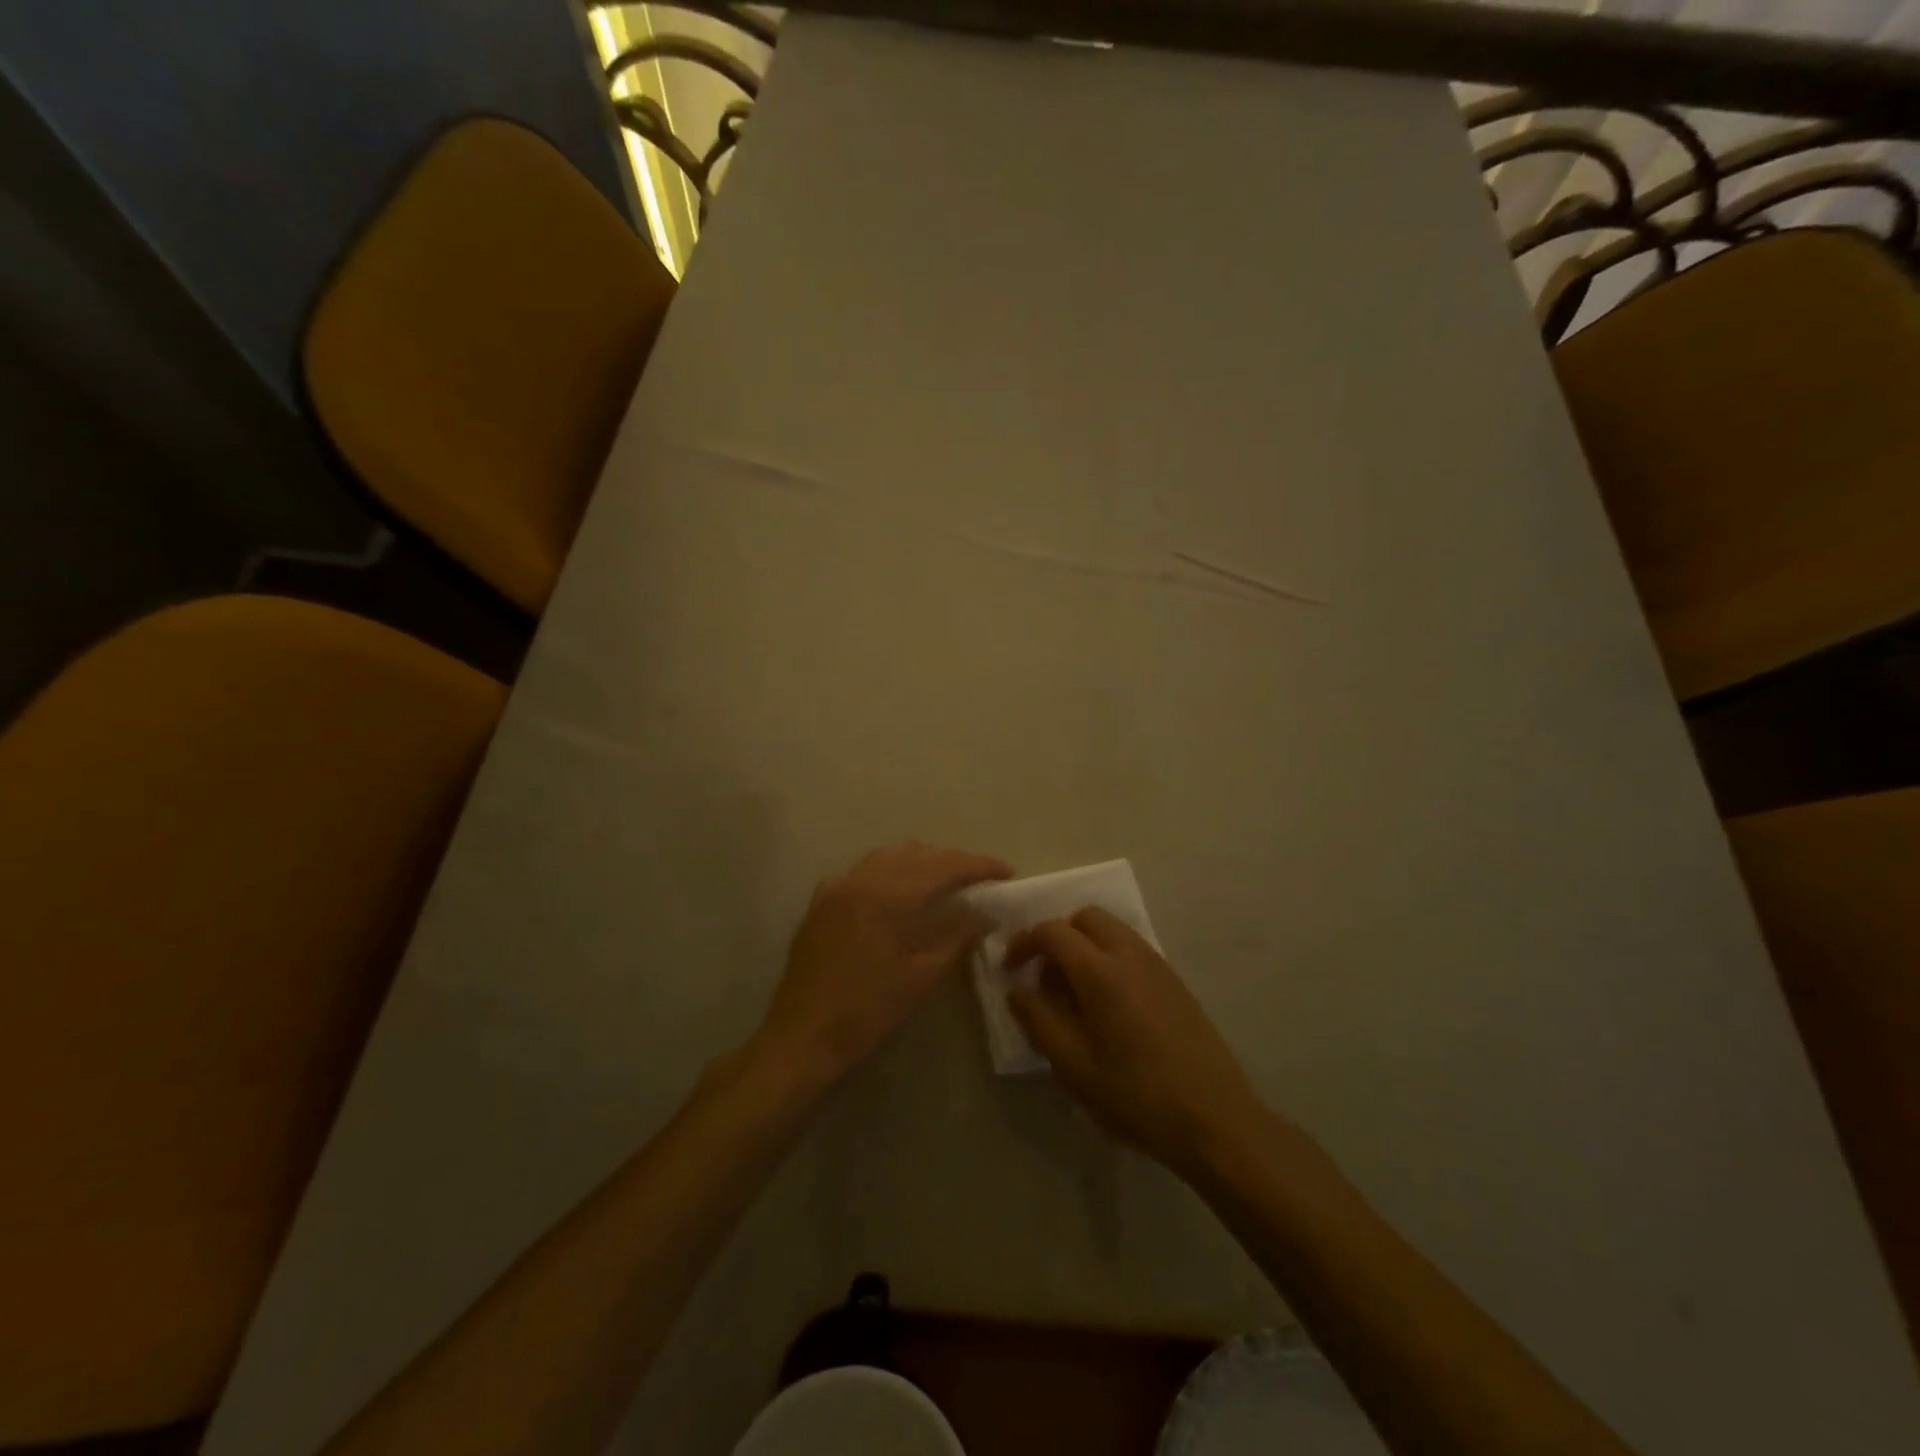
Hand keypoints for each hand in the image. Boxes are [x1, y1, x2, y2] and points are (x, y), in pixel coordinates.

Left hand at [755, 842, 1012, 1084]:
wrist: (803, 1036)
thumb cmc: (869, 1010)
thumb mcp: (923, 976)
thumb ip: (958, 937)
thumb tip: (985, 914)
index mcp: (891, 894)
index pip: (946, 865)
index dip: (980, 865)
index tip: (1007, 871)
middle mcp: (863, 879)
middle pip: (918, 854)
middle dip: (952, 862)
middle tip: (979, 879)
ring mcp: (837, 887)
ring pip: (888, 857)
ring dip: (920, 862)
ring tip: (944, 881)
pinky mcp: (821, 902)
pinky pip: (862, 873)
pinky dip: (887, 873)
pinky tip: (896, 894)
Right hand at [1006, 908, 1269, 1174]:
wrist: (1215, 1119)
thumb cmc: (1136, 1096)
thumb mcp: (1074, 1067)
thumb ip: (1038, 1021)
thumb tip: (1016, 991)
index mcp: (1101, 971)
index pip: (1053, 932)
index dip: (1024, 942)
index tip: (1010, 968)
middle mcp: (1130, 955)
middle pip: (1086, 918)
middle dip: (1058, 936)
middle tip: (1045, 977)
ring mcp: (1158, 966)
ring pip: (1112, 930)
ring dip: (1085, 946)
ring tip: (1074, 996)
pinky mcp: (1175, 983)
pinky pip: (1132, 950)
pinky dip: (1109, 959)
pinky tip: (1108, 1007)